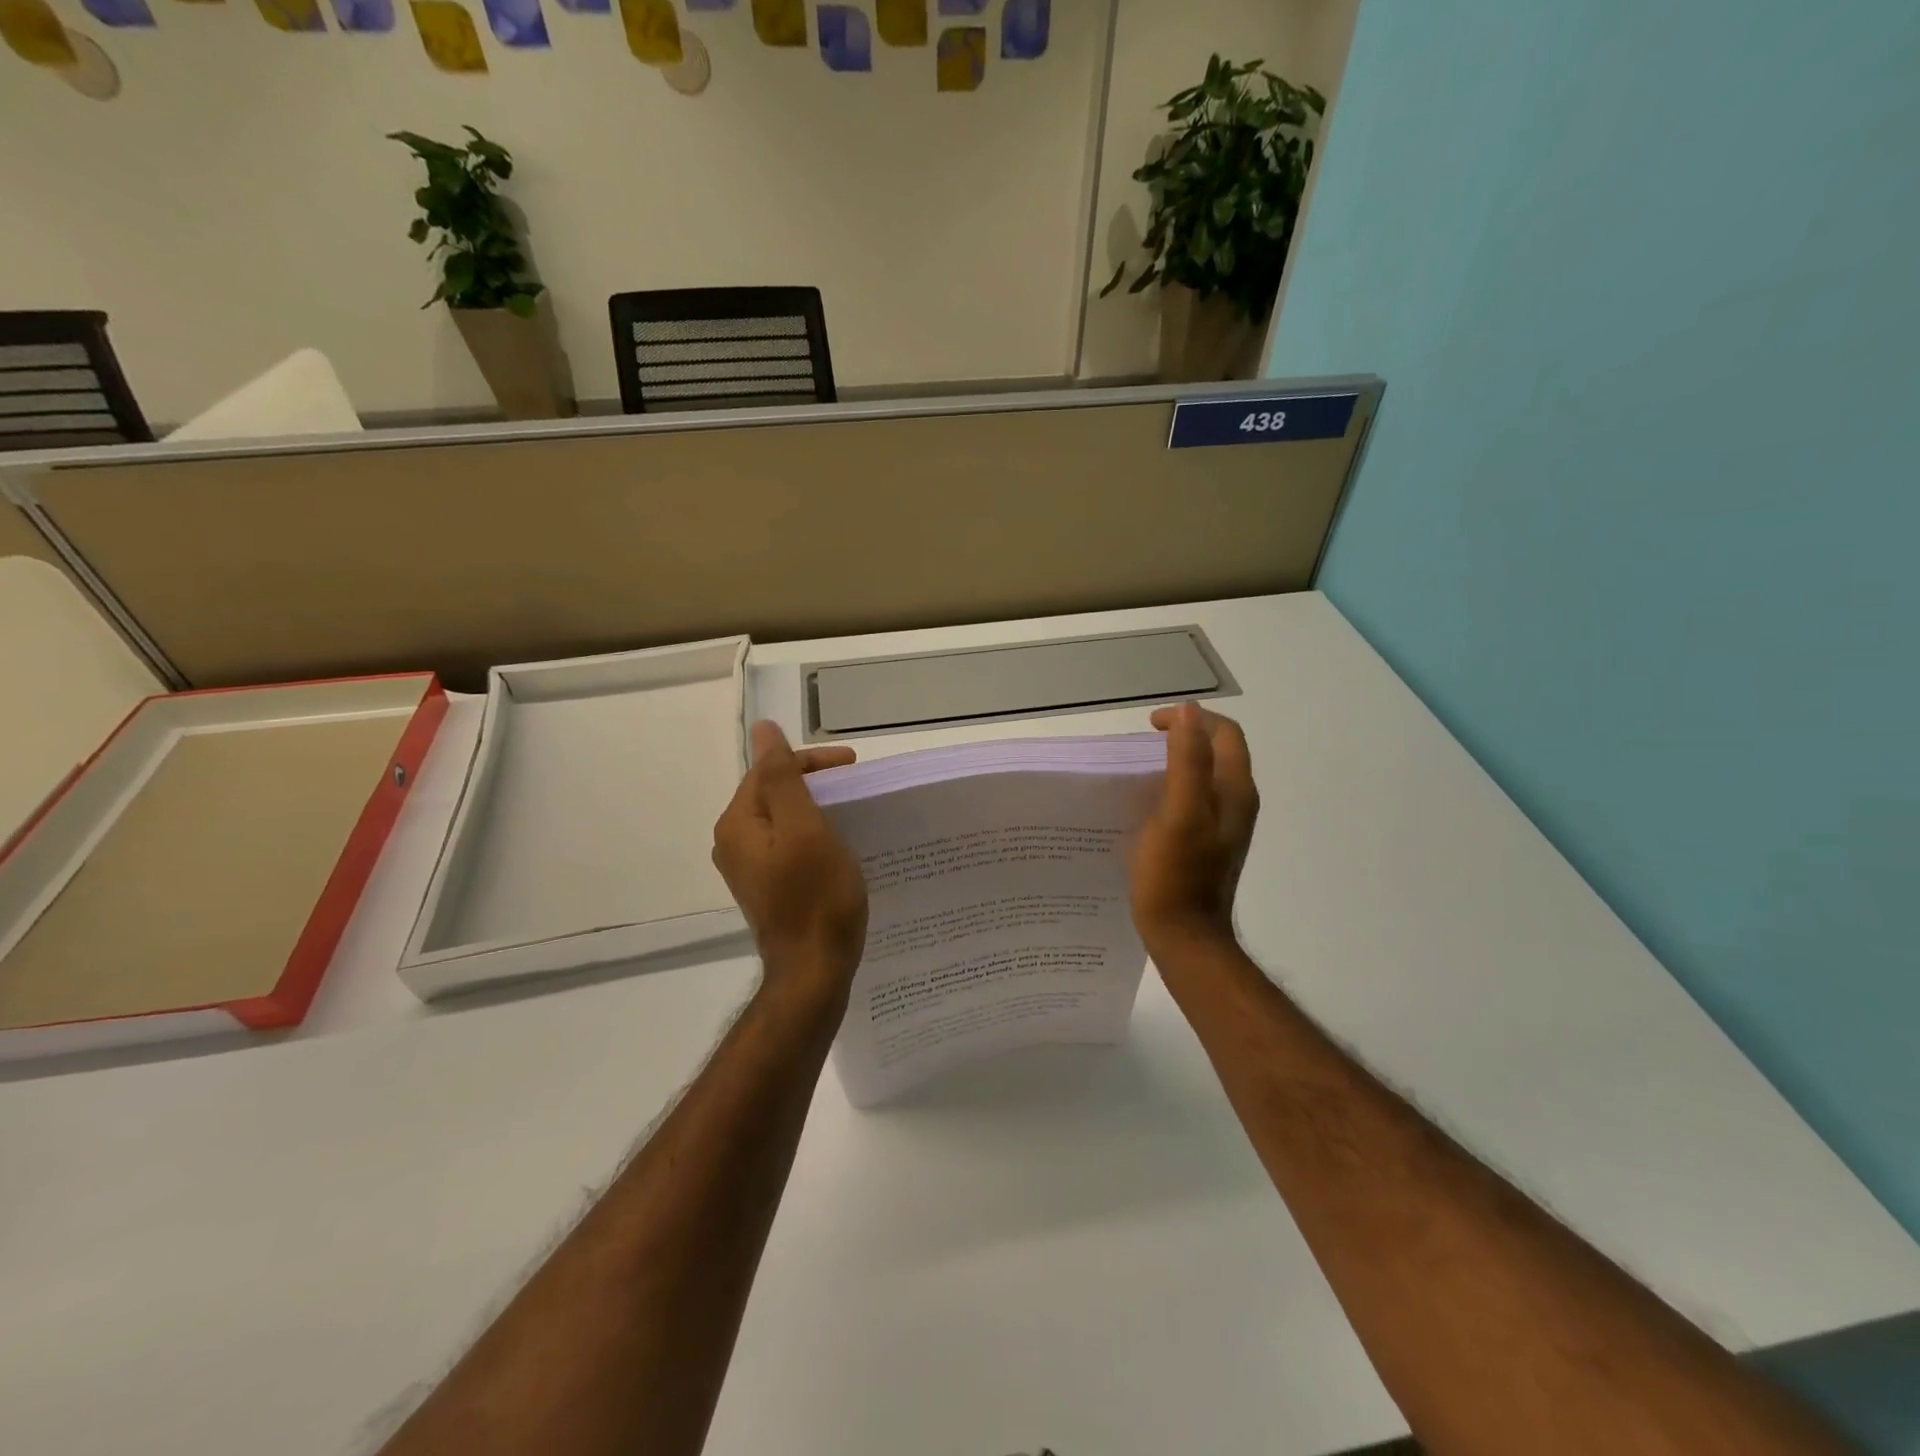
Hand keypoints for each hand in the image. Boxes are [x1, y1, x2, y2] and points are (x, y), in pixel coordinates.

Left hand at [713, 721, 868, 1005]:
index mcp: (738, 823)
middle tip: (857, 789)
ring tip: (852, 812)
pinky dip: (813, 835)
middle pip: (774, 793)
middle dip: (816, 784)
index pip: (771, 771)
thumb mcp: (805, 829)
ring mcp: (749, 868)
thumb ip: (783, 778)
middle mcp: (734, 842)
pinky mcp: (767, 887)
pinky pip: (788, 845)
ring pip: (783, 820)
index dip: (812, 761)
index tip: (854, 767)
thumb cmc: (815, 897)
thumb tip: (763, 729)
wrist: (813, 971)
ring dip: (816, 809)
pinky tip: (838, 844)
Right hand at [1130, 702, 1259, 958]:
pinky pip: (1194, 800)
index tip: (1151, 726)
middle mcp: (1236, 803)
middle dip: (1184, 736)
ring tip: (1141, 768)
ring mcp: (1224, 826)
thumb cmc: (1176, 875)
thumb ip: (1188, 761)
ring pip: (1205, 776)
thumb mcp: (1179, 813)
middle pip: (1218, 752)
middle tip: (1144, 743)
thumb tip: (1190, 712)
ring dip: (1177, 762)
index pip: (1225, 733)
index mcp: (1234, 791)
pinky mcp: (1207, 844)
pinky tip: (1146, 804)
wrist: (1184, 937)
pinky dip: (1173, 788)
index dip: (1191, 719)